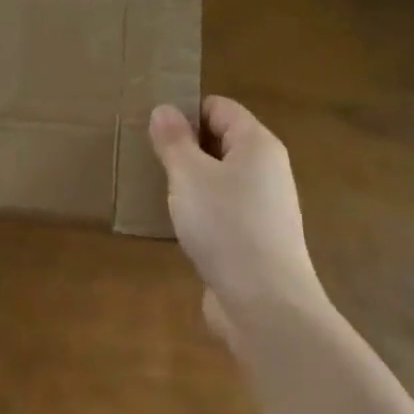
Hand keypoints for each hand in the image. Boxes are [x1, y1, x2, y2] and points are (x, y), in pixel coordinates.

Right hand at [149, 96, 323, 346]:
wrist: (265, 305)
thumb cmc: (226, 226)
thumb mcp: (189, 175)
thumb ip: (174, 140)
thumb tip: (164, 110)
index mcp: (257, 144)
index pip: (219, 107)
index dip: (186, 111)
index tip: (151, 127)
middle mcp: (266, 170)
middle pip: (220, 142)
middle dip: (184, 147)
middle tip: (146, 156)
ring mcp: (263, 208)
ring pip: (219, 179)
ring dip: (189, 182)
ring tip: (154, 188)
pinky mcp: (254, 241)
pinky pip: (222, 212)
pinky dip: (199, 212)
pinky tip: (175, 225)